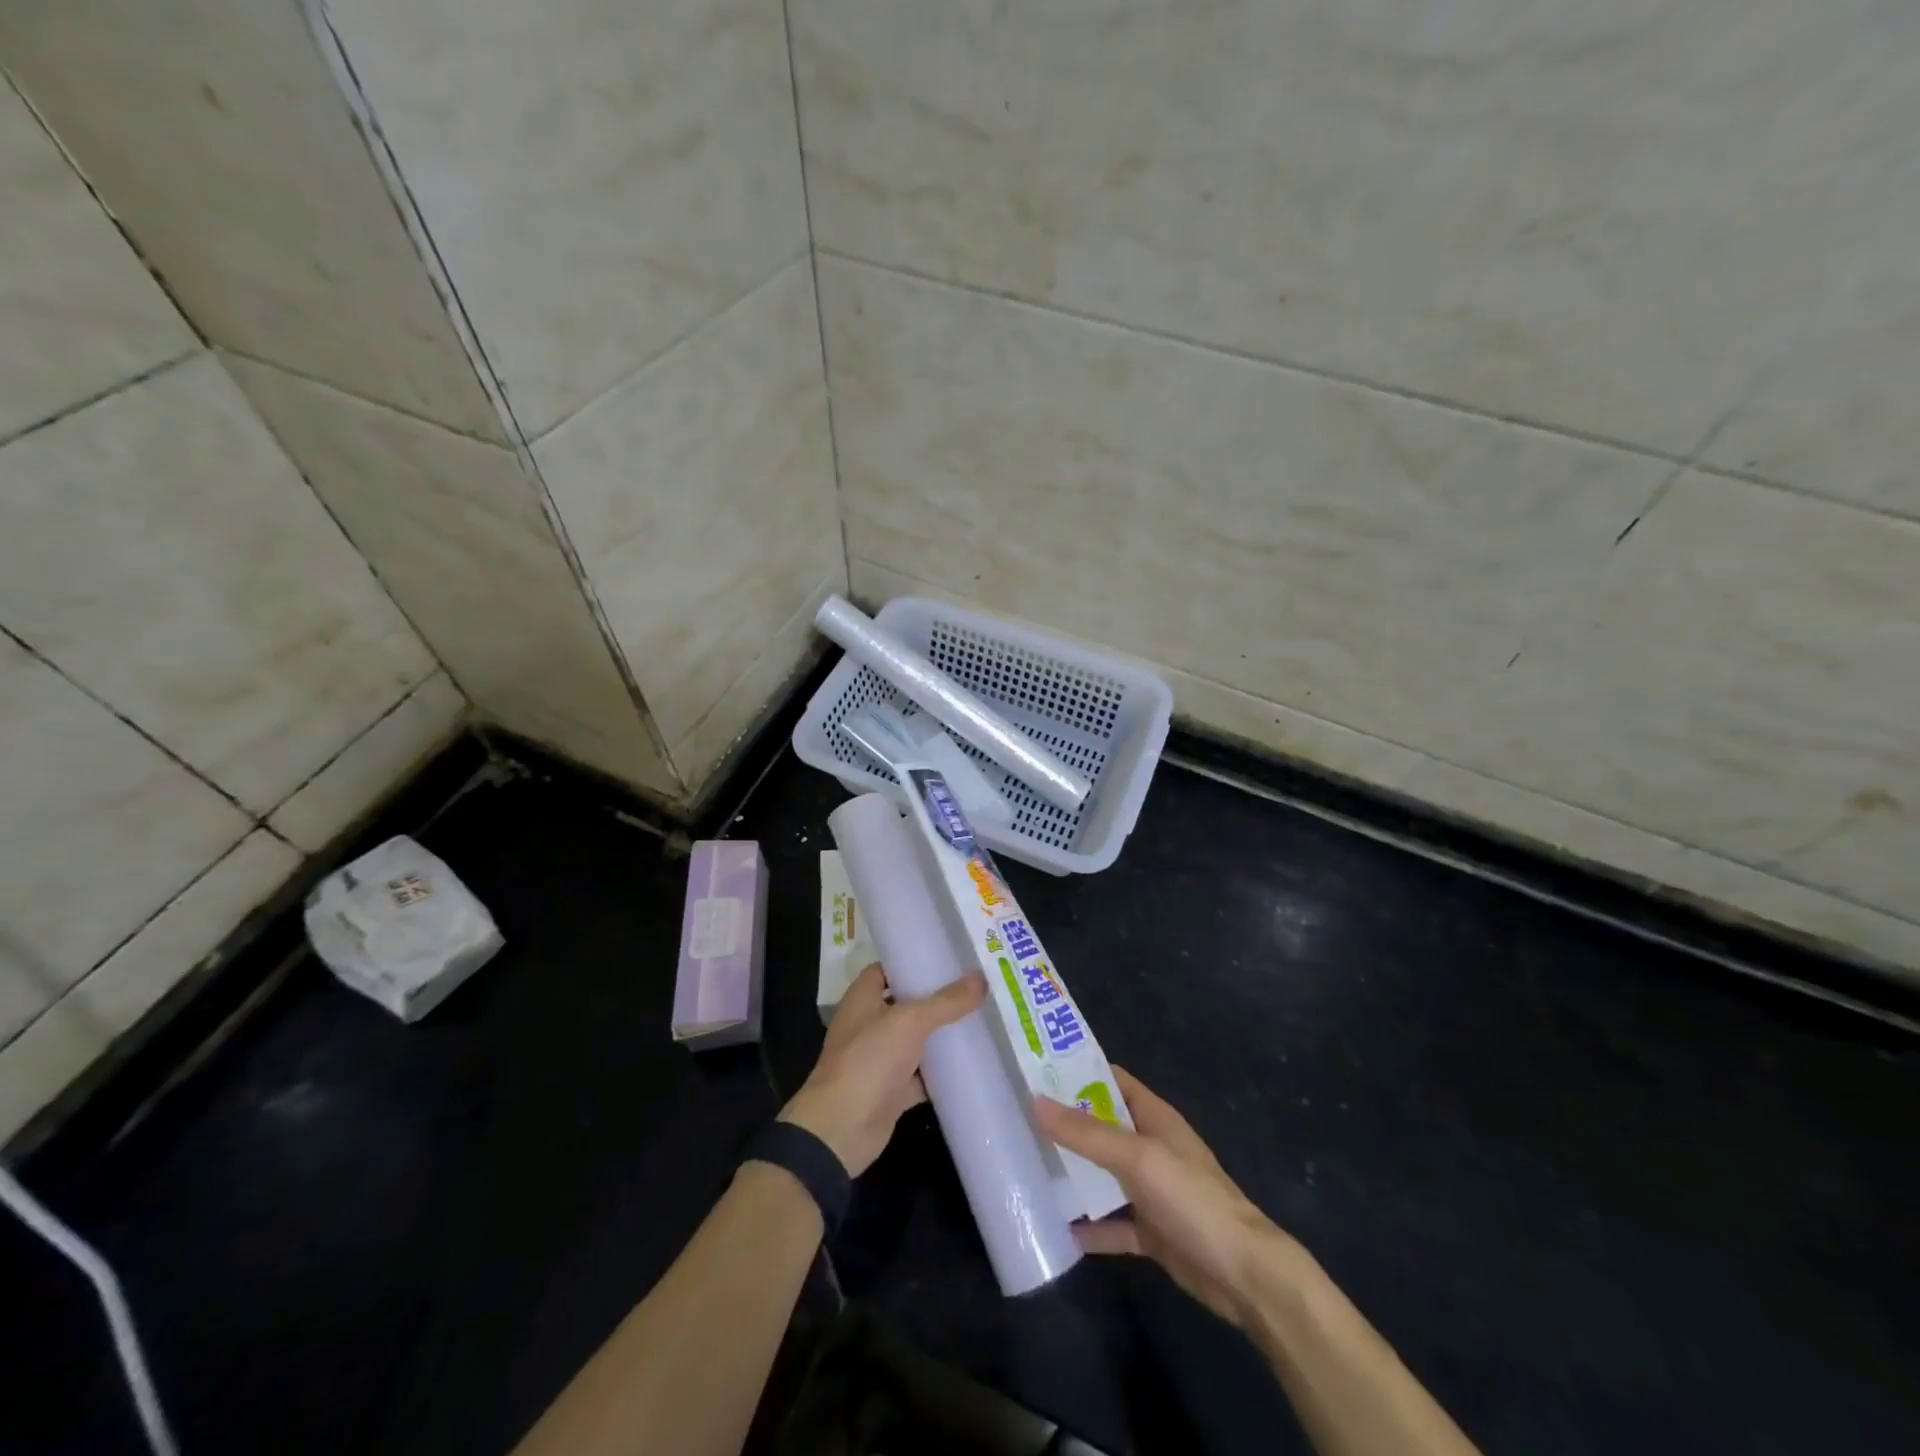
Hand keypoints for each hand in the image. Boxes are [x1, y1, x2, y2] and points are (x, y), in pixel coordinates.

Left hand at [780, 962, 986, 1176]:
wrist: (842, 1128)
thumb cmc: (868, 1059)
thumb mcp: (910, 1022)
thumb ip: (946, 1002)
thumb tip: (981, 979)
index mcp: (863, 998)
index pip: (888, 969)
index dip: (913, 962)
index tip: (948, 957)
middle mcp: (869, 1024)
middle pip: (907, 1004)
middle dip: (937, 997)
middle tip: (975, 986)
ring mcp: (880, 1058)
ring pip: (917, 1040)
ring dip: (942, 1034)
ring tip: (981, 1017)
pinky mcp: (892, 1089)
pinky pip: (923, 1075)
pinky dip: (942, 1071)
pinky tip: (972, 1062)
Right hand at [1034, 1066, 1293, 1328]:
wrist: (1243, 1274)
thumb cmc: (1192, 1198)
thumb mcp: (1136, 1158)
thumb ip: (1086, 1134)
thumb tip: (1035, 1102)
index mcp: (1153, 1117)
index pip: (1110, 1079)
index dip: (1077, 1071)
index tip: (1036, 1067)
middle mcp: (1151, 1147)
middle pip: (1102, 1126)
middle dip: (1066, 1122)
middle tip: (1019, 1117)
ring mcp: (1152, 1190)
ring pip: (1104, 1174)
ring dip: (1075, 1173)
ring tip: (1028, 1166)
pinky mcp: (1152, 1231)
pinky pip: (1113, 1224)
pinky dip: (1091, 1228)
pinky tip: (1058, 1230)